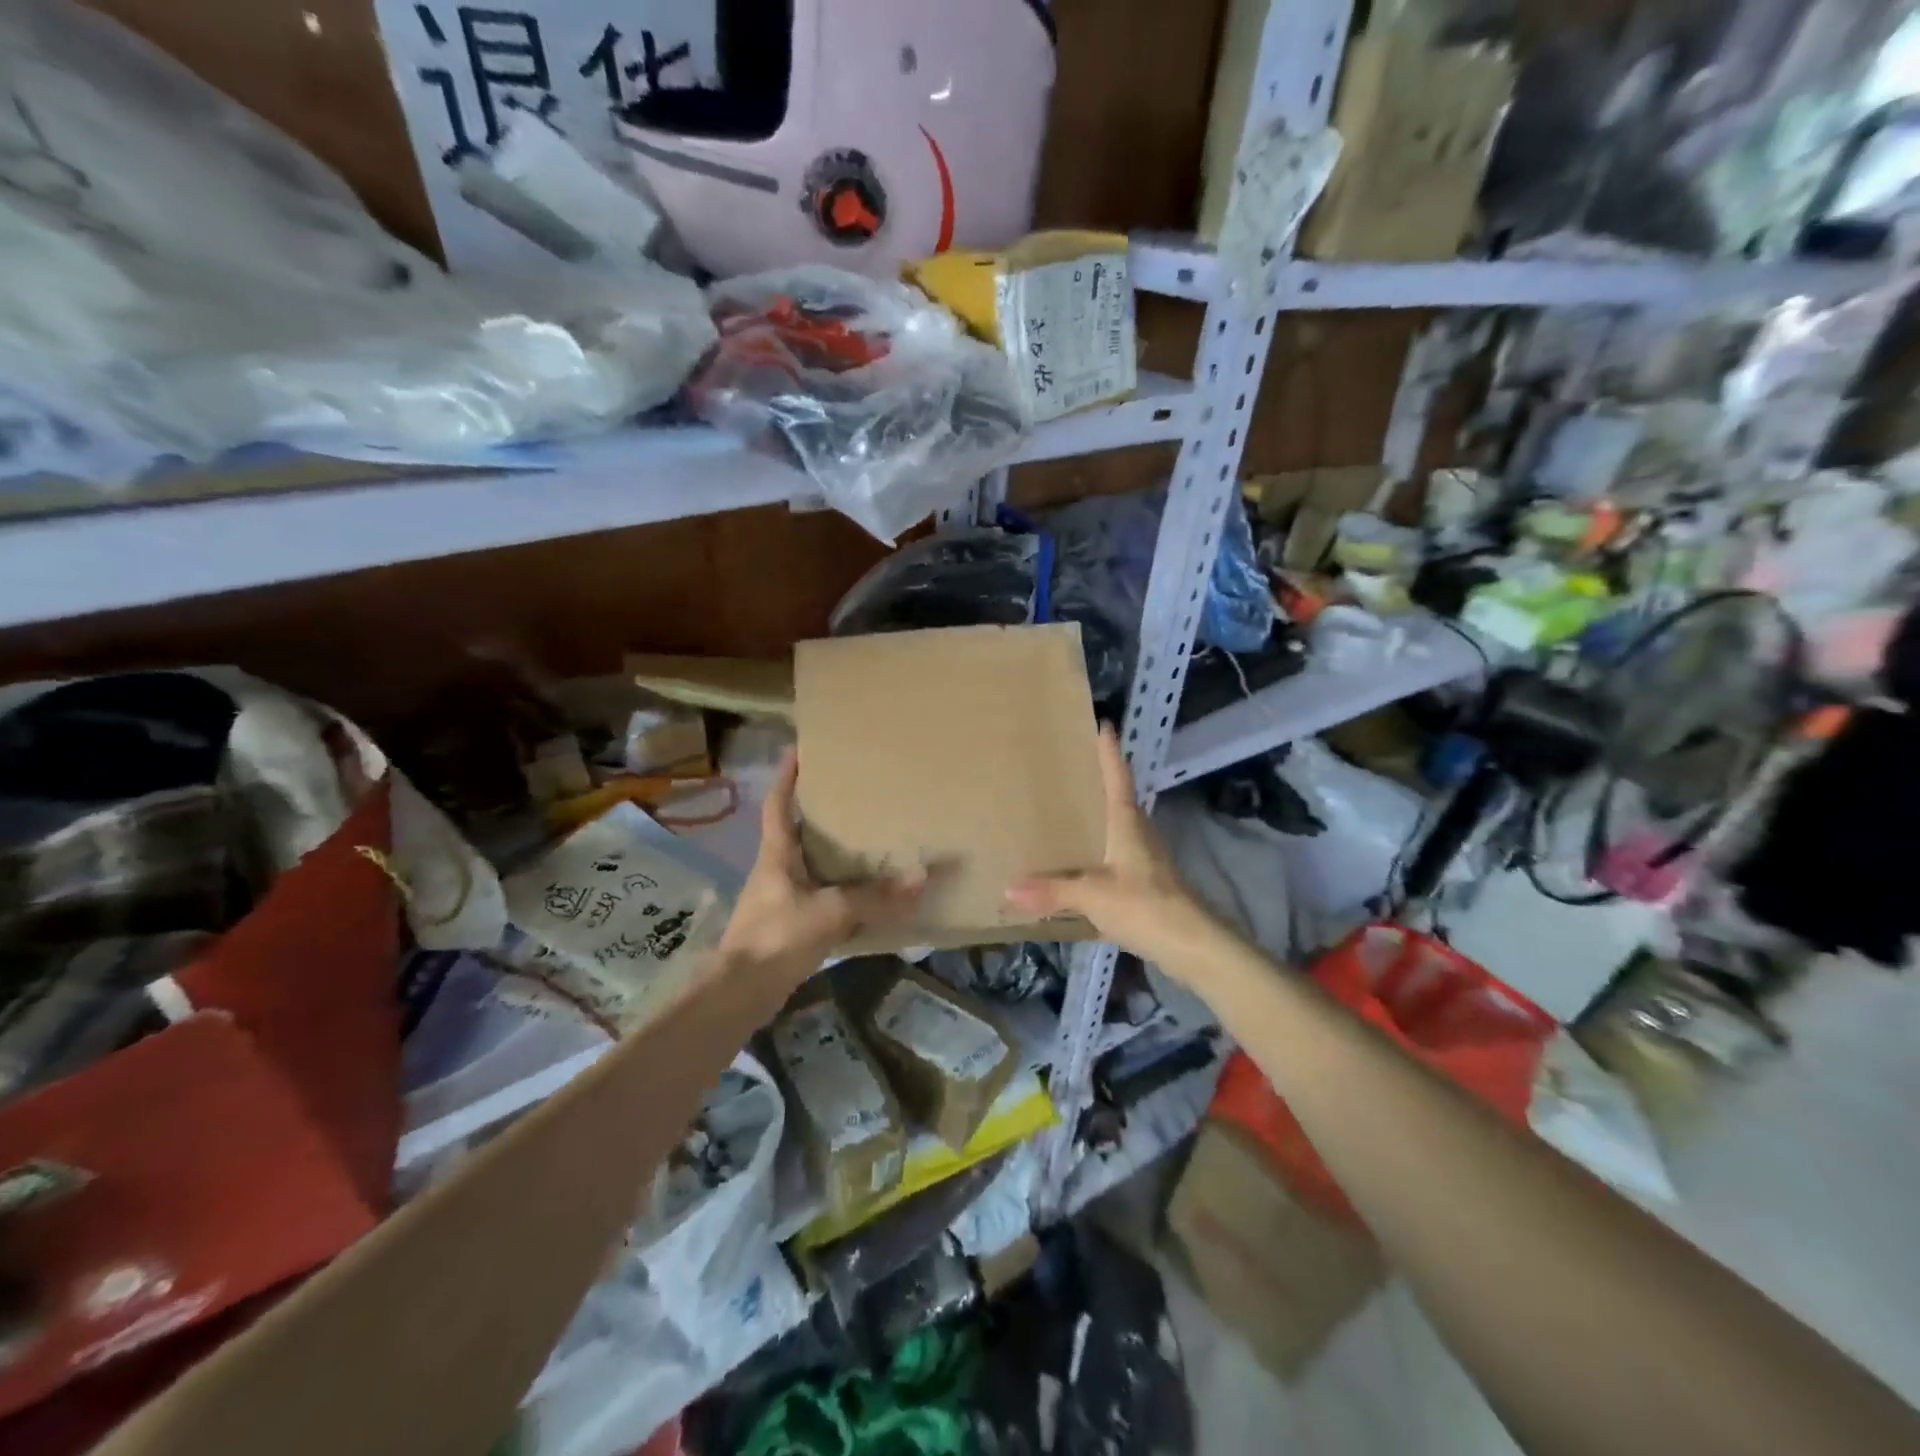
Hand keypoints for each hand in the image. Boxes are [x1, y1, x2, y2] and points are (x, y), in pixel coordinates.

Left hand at [717, 749, 925, 985]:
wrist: (741, 992)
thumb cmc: (777, 936)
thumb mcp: (830, 911)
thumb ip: (875, 896)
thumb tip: (922, 876)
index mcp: (776, 854)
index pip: (777, 803)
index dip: (786, 775)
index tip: (798, 749)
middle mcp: (775, 869)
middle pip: (794, 830)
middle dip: (816, 810)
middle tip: (849, 792)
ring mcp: (780, 897)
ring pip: (808, 864)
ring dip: (829, 851)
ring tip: (863, 836)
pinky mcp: (788, 924)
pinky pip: (818, 894)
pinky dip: (838, 888)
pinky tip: (862, 893)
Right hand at [1006, 725, 1217, 966]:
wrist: (1191, 944)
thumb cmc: (1144, 905)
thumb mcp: (1092, 896)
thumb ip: (1051, 891)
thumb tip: (1008, 888)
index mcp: (1126, 823)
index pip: (1117, 777)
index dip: (1109, 752)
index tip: (1103, 724)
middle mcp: (1138, 833)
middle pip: (1118, 799)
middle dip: (1098, 782)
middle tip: (1069, 769)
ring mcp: (1146, 858)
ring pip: (1118, 828)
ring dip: (1098, 818)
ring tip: (1068, 814)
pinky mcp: (1148, 882)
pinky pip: (1117, 855)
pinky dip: (1098, 851)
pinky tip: (1081, 864)